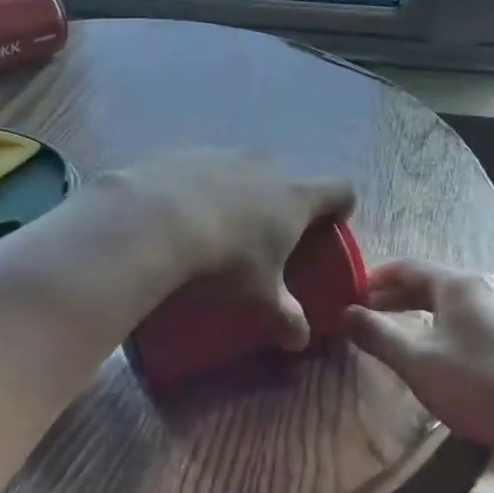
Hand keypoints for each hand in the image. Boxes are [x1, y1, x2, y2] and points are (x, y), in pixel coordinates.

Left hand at [103, 149, 354, 349]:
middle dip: (280, 202)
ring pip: (239, 169)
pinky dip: (196, 186)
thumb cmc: (223, 261)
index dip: (340, 206)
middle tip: (266, 234)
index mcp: (294, 196)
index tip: (330, 226)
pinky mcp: (181, 152)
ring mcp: (220, 153)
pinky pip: (198, 168)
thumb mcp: (259, 297)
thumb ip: (286, 317)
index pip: (338, 189)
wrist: (153, 223)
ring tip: (216, 224)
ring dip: (235, 191)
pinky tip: (176, 213)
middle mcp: (263, 165)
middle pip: (285, 177)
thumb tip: (300, 340)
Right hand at [345, 261, 493, 460]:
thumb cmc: (479, 385)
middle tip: (363, 312)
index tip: (348, 291)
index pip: (406, 267)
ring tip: (393, 331)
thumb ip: (377, 334)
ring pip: (449, 302)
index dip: (373, 277)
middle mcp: (483, 288)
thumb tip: (344, 312)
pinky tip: (436, 350)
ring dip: (416, 312)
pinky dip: (441, 325)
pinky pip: (468, 318)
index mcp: (458, 284)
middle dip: (393, 296)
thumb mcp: (417, 362)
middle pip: (428, 282)